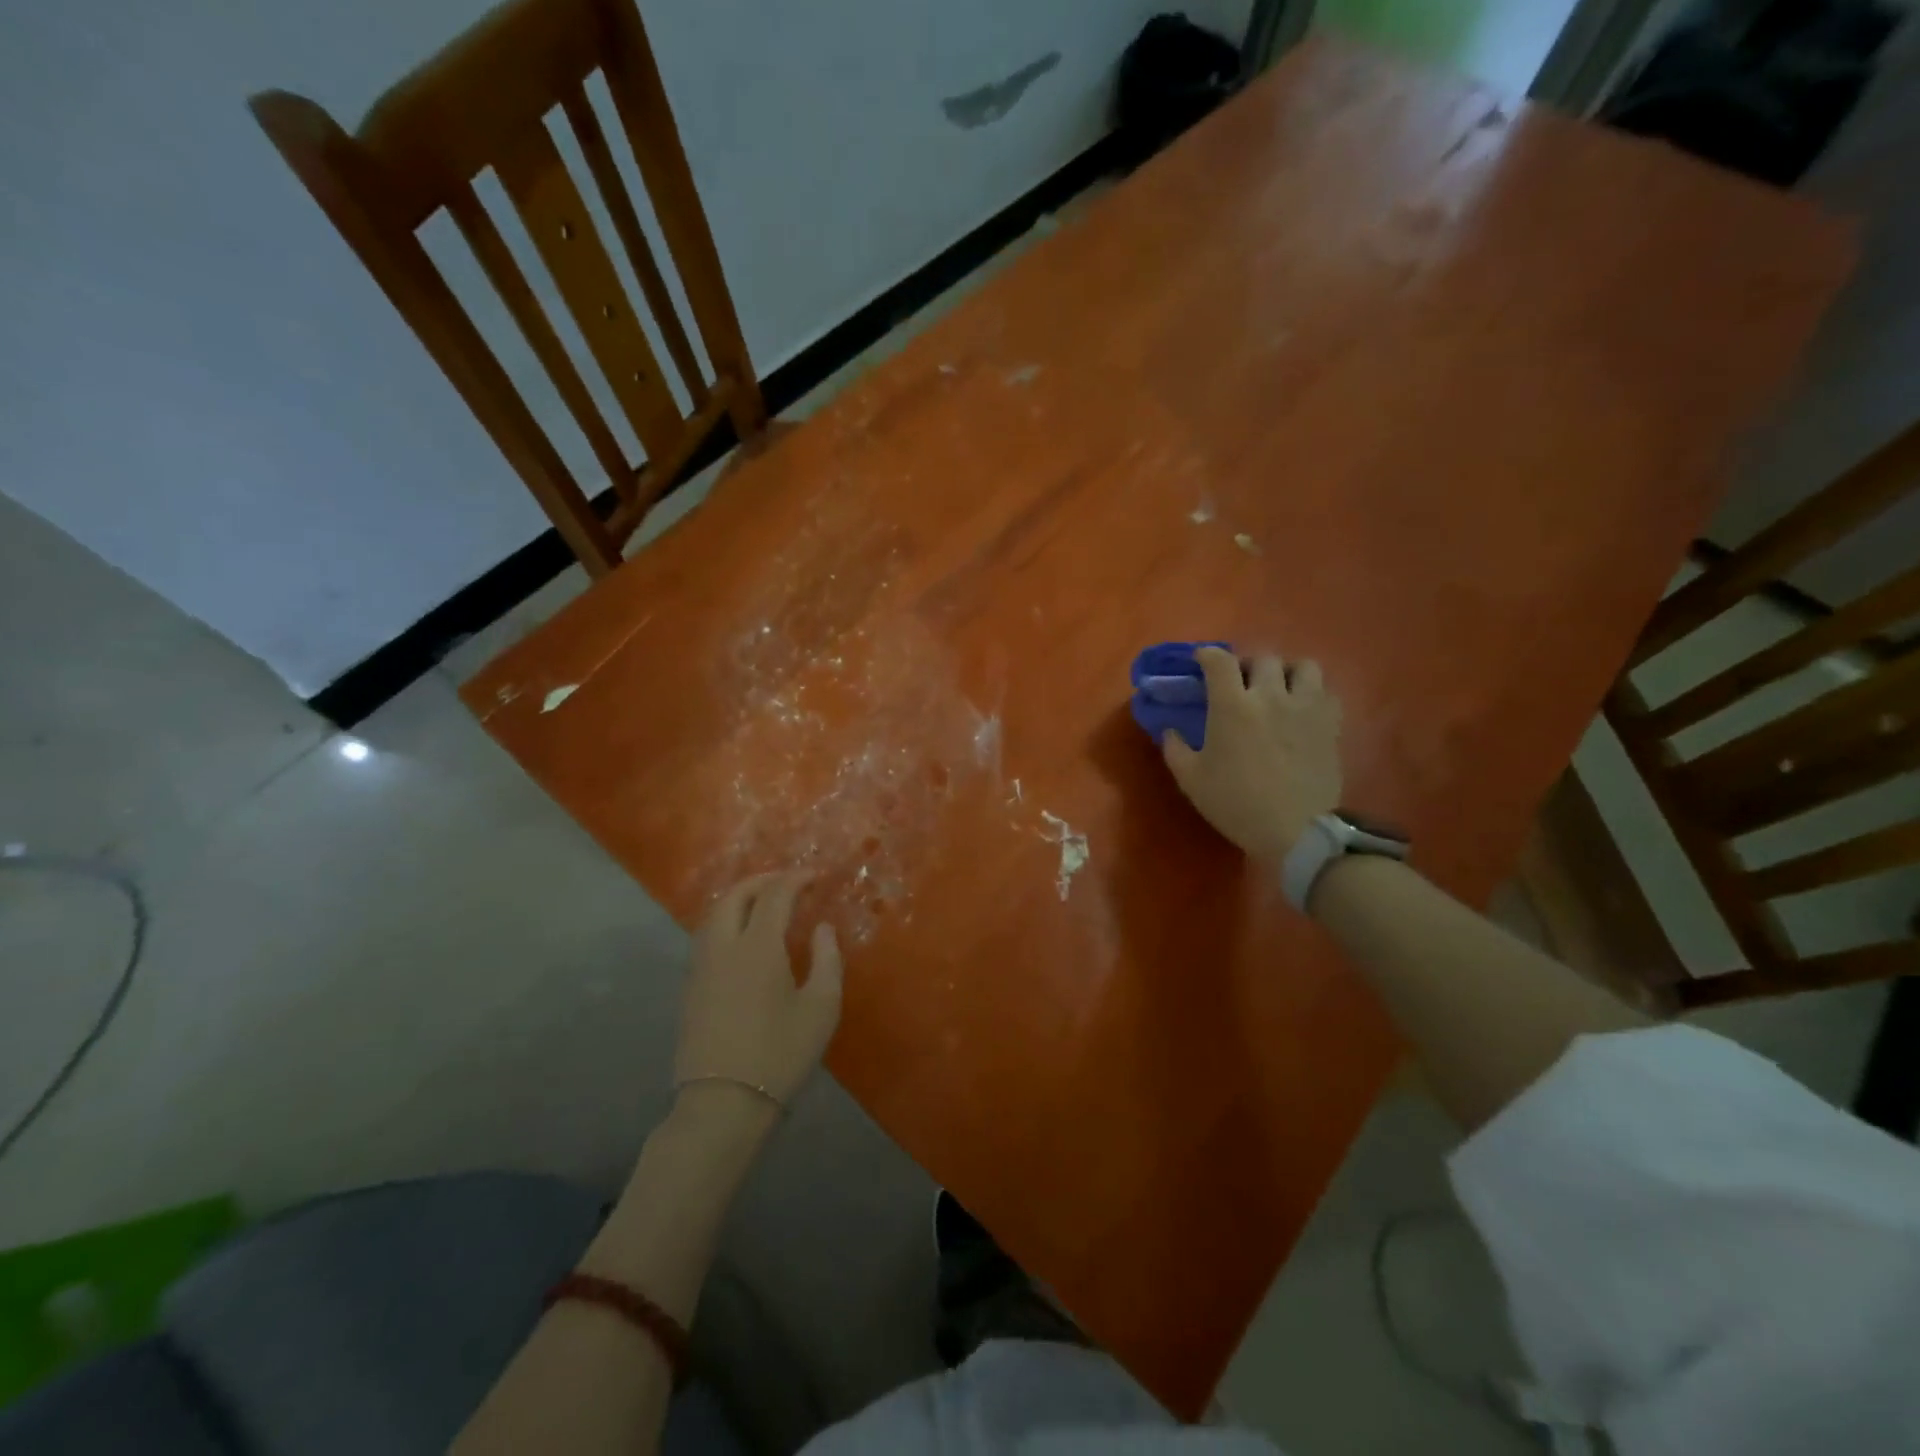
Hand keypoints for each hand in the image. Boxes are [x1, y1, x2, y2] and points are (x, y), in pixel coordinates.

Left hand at [674, 872, 842, 1106]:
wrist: (723, 1104)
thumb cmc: (780, 1054)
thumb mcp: (821, 1007)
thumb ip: (827, 960)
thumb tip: (822, 928)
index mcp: (757, 947)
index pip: (774, 895)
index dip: (795, 879)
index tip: (813, 876)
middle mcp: (723, 948)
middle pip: (734, 897)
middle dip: (761, 881)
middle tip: (786, 882)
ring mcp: (701, 969)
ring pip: (714, 916)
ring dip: (739, 900)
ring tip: (763, 904)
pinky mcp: (691, 990)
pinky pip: (707, 938)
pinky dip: (726, 922)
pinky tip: (743, 939)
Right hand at [1162, 647, 1342, 866]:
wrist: (1295, 831)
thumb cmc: (1236, 804)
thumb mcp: (1191, 780)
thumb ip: (1175, 749)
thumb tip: (1170, 730)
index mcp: (1232, 706)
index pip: (1219, 661)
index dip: (1208, 654)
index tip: (1201, 661)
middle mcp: (1270, 695)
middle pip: (1263, 658)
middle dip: (1247, 665)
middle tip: (1240, 682)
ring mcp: (1306, 707)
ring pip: (1303, 666)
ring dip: (1287, 672)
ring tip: (1279, 688)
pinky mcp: (1331, 723)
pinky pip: (1326, 691)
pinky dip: (1313, 693)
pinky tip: (1303, 709)